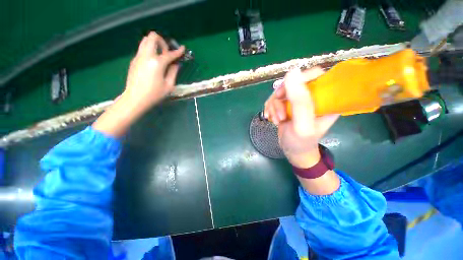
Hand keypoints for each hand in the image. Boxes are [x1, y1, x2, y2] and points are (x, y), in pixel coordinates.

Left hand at [93, 32, 183, 136]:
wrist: (135, 98)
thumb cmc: (154, 94)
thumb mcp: (169, 85)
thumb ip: (173, 72)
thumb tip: (176, 64)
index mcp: (157, 63)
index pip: (169, 53)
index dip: (178, 51)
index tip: (182, 48)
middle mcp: (146, 56)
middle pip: (152, 37)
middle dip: (162, 42)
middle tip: (167, 52)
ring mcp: (138, 57)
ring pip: (145, 41)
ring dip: (155, 44)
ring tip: (160, 55)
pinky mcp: (134, 60)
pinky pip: (142, 49)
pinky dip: (149, 50)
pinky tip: (153, 62)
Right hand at [264, 67, 338, 167]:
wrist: (293, 151)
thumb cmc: (301, 141)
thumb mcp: (302, 124)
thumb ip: (300, 101)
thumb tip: (292, 71)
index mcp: (325, 98)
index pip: (315, 74)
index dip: (297, 80)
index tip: (284, 94)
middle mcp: (312, 96)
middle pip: (292, 83)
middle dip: (280, 98)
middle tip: (279, 114)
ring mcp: (297, 100)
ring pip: (279, 92)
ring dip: (273, 106)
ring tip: (276, 120)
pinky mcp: (287, 105)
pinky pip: (274, 99)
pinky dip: (270, 108)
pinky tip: (271, 118)